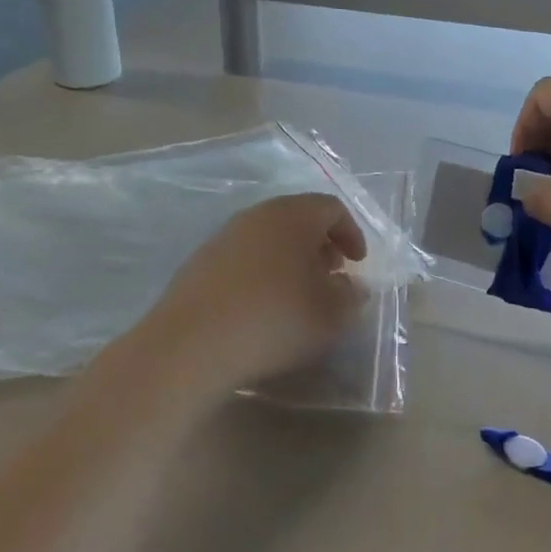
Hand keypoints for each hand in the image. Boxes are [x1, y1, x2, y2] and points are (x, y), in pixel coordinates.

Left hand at [140, 193, 367, 390]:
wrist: (192, 344)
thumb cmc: (275, 319)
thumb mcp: (331, 313)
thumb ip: (350, 295)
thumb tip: (351, 285)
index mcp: (293, 215)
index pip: (331, 207)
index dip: (351, 233)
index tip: (358, 264)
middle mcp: (256, 215)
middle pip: (297, 218)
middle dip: (320, 244)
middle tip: (331, 276)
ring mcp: (223, 237)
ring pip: (268, 237)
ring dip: (290, 259)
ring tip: (298, 294)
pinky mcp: (200, 262)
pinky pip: (243, 257)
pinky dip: (262, 271)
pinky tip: (262, 306)